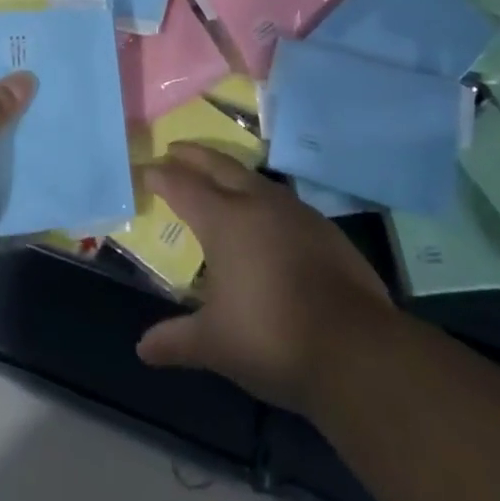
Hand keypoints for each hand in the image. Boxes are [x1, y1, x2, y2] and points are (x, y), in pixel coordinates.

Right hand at [136, 145, 394, 411]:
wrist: (357, 351)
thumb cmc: (272, 338)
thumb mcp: (214, 344)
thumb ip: (176, 340)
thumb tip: (142, 349)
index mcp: (223, 220)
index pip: (182, 186)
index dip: (161, 177)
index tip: (145, 170)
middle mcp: (257, 203)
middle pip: (219, 165)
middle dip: (194, 156)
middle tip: (175, 149)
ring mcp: (296, 213)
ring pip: (254, 178)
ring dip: (230, 172)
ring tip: (218, 178)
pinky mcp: (325, 230)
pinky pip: (283, 201)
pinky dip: (262, 198)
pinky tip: (265, 217)